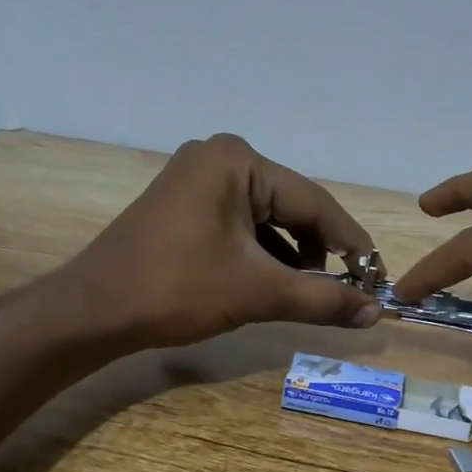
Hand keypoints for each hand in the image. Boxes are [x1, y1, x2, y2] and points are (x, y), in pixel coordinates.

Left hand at [66, 134, 379, 349]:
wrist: (94, 311)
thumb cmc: (177, 290)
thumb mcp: (257, 293)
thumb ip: (322, 299)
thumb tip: (377, 313)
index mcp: (238, 162)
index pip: (314, 202)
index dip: (351, 242)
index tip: (377, 277)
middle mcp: (219, 158)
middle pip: (291, 207)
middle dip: (320, 251)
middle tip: (347, 291)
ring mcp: (197, 179)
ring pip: (267, 219)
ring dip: (292, 257)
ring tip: (310, 294)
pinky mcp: (185, 204)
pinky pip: (241, 225)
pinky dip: (262, 255)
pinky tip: (274, 284)